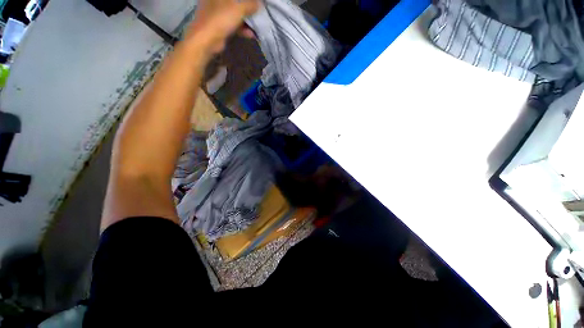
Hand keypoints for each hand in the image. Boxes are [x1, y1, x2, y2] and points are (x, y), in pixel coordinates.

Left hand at [187, 0, 260, 53]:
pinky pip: (232, 25)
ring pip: (234, 14)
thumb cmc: (221, 18)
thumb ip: (250, 5)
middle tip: (257, 13)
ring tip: (257, 26)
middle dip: (247, 9)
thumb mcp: (238, 9)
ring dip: (246, 21)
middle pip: (235, 3)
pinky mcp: (219, 26)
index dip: (247, 0)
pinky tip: (251, 34)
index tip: (256, 3)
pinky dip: (242, 29)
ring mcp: (216, 13)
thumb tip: (259, 4)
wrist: (207, 39)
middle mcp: (216, 0)